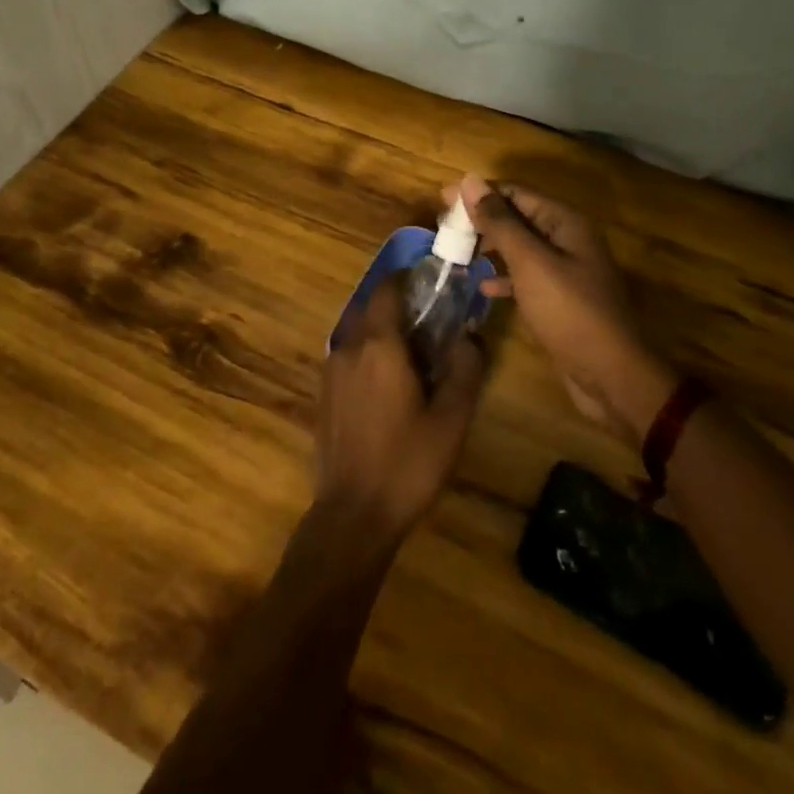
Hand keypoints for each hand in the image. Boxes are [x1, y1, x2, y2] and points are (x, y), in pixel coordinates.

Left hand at [315, 281, 487, 542]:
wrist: (353, 515)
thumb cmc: (407, 463)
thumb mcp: (451, 420)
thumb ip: (465, 370)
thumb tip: (471, 334)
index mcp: (379, 346)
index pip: (387, 290)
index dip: (407, 278)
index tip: (430, 282)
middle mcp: (349, 348)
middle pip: (371, 309)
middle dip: (398, 307)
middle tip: (430, 322)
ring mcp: (330, 372)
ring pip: (358, 334)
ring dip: (383, 333)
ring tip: (413, 357)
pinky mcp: (323, 395)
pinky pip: (349, 358)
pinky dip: (368, 356)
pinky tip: (388, 386)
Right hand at [455, 174, 675, 444]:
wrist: (610, 375)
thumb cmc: (569, 311)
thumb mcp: (530, 262)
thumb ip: (500, 222)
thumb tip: (470, 180)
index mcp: (564, 222)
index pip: (515, 192)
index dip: (479, 192)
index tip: (442, 199)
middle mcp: (567, 239)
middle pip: (517, 217)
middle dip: (482, 220)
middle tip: (444, 228)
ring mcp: (565, 270)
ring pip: (520, 247)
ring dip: (490, 247)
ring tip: (455, 253)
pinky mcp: (559, 298)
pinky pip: (526, 277)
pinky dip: (504, 277)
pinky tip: (483, 287)